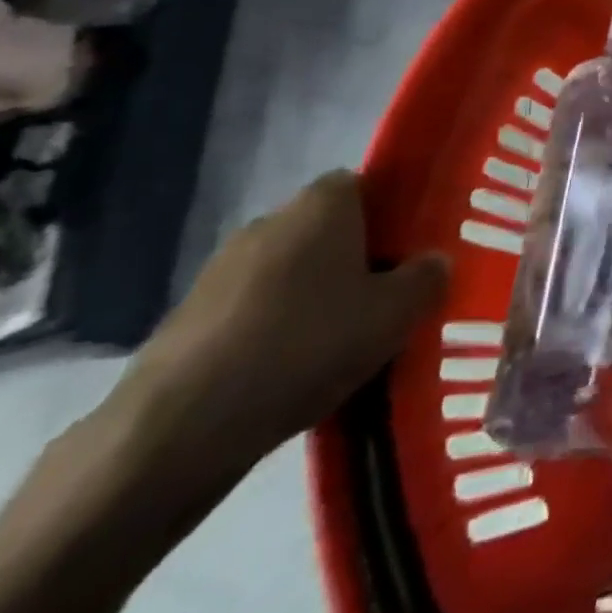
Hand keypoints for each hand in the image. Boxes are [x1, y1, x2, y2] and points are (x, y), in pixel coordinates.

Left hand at [122, 171, 448, 483]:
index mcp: (321, 206)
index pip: (363, 184)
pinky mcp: (188, 319)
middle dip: (356, 257)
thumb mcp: (396, 314)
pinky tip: (294, 370)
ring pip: (290, 271)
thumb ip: (426, 278)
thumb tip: (432, 262)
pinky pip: (254, 310)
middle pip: (327, 229)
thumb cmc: (308, 345)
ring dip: (314, 296)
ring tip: (344, 341)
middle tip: (387, 297)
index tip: (411, 249)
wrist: (179, 428)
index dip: (390, 212)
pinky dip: (276, 329)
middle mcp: (270, 222)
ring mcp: (220, 270)